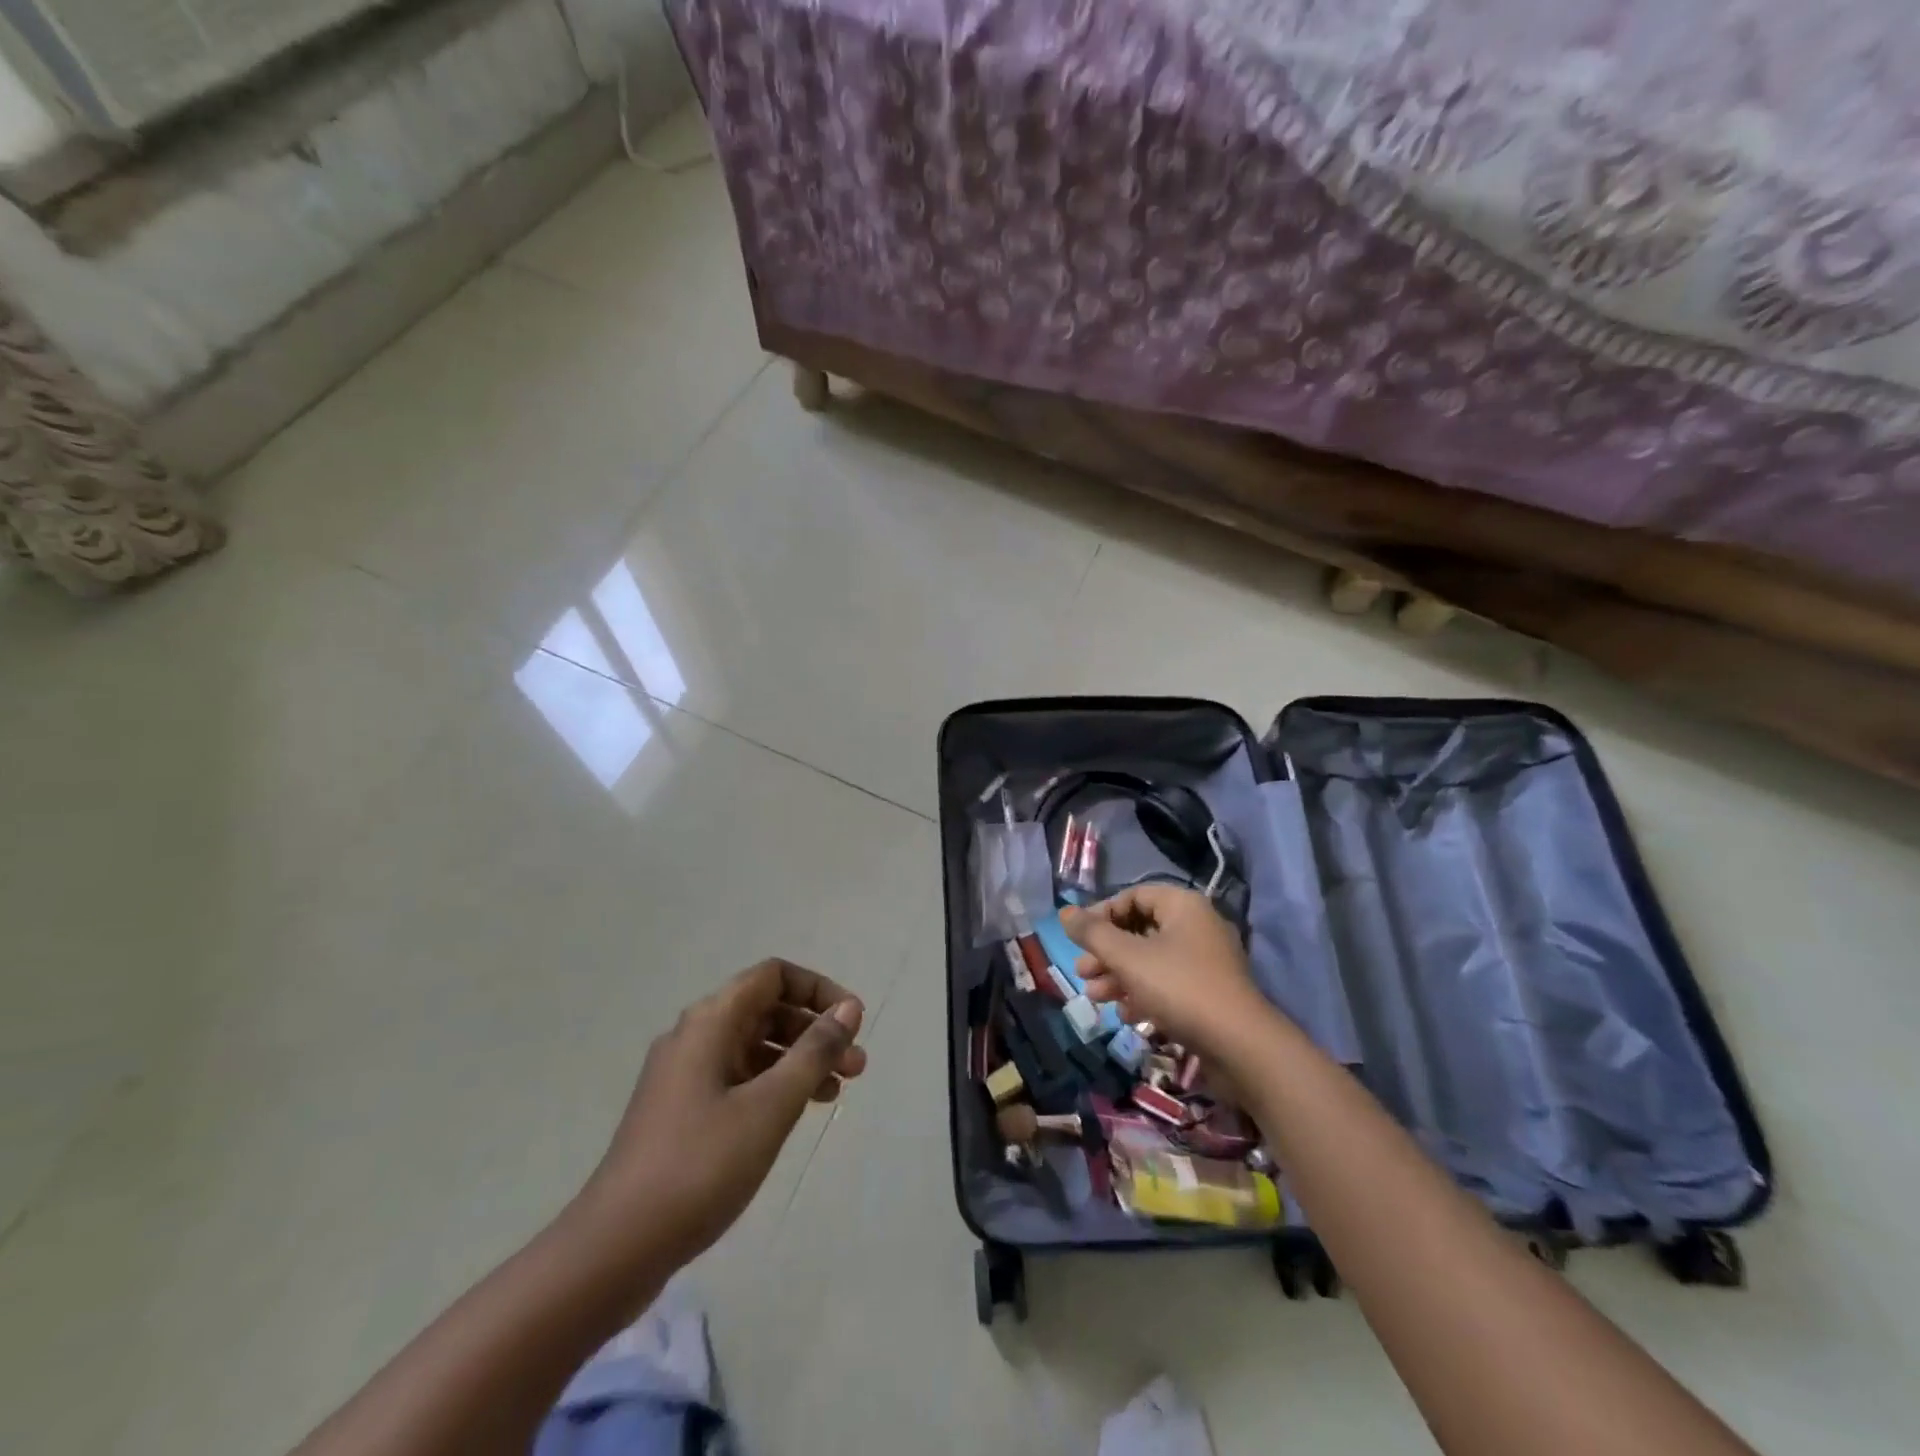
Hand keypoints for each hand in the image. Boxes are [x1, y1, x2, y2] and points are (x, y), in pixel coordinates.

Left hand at [576, 959, 866, 1269]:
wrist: (614, 1249)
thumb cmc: (699, 1166)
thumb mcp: (769, 1107)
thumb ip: (813, 1052)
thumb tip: (848, 1007)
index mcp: (710, 1022)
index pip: (773, 976)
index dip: (818, 989)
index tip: (852, 1020)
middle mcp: (695, 1036)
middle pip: (766, 1010)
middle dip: (815, 1030)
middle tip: (857, 1065)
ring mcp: (684, 1076)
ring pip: (754, 1047)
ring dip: (799, 1060)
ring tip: (838, 1092)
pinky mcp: (680, 1112)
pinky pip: (738, 1079)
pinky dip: (773, 1086)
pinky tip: (797, 1114)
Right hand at [1061, 885, 1273, 1055]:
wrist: (1240, 1047)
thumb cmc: (1180, 988)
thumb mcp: (1128, 957)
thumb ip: (1093, 933)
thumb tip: (1064, 912)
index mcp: (1182, 906)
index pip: (1133, 896)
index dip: (1102, 914)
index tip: (1078, 938)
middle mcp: (1196, 926)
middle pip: (1139, 930)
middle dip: (1106, 952)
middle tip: (1082, 972)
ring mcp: (1205, 962)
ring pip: (1150, 960)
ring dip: (1118, 976)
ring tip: (1094, 997)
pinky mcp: (1208, 994)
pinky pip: (1167, 984)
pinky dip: (1143, 994)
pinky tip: (1126, 1014)